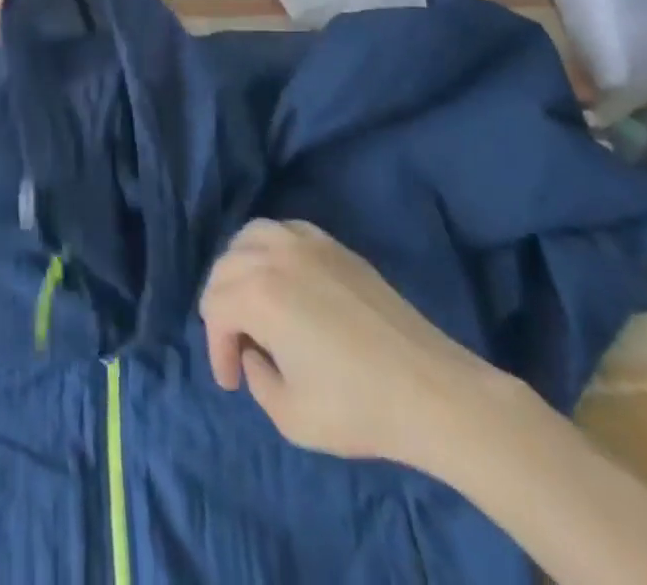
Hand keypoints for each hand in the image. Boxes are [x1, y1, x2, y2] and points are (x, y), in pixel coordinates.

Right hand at [199, 219, 497, 468]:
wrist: (433, 391)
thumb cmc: (359, 407)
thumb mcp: (290, 416)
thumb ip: (256, 379)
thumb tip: (256, 352)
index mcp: (257, 295)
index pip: (214, 310)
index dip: (216, 349)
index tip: (233, 382)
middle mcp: (273, 256)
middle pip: (224, 268)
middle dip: (223, 309)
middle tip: (240, 348)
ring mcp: (305, 243)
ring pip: (249, 238)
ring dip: (240, 269)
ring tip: (253, 304)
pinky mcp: (333, 244)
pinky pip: (283, 230)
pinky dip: (270, 248)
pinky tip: (283, 278)